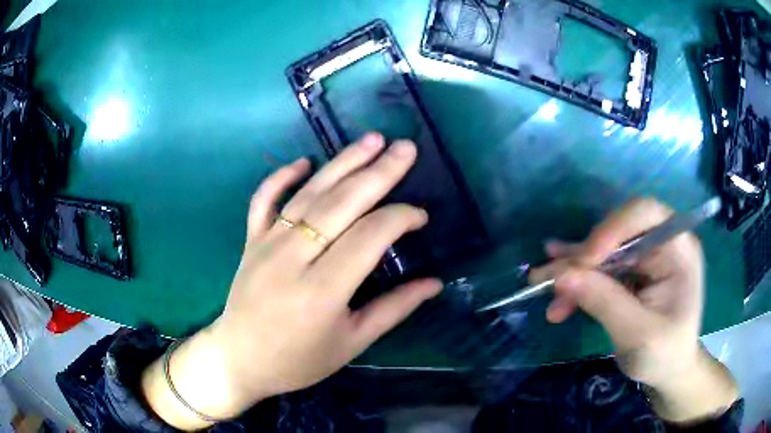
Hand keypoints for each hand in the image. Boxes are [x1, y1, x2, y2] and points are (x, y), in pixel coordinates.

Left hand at [142, 134, 441, 429]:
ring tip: (371, 140)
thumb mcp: (351, 343)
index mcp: (322, 290)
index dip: (400, 218)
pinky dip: (281, 176)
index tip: (422, 217)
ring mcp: (267, 244)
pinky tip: (304, 161)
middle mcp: (293, 258)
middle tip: (406, 148)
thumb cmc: (298, 360)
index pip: (369, 236)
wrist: (240, 359)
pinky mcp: (250, 240)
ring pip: (309, 194)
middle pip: (341, 204)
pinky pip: (264, 200)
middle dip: (379, 173)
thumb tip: (434, 284)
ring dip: (342, 163)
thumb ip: (393, 309)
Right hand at [530, 198, 737, 421]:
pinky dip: (577, 281)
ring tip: (541, 285)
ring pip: (602, 251)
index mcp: (678, 248)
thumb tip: (561, 275)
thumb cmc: (664, 354)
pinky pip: (599, 269)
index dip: (612, 228)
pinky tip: (556, 288)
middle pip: (616, 232)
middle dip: (583, 256)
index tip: (584, 261)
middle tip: (548, 279)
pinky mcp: (631, 272)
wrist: (668, 371)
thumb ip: (604, 302)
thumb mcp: (637, 334)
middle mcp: (661, 243)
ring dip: (573, 270)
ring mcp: (645, 257)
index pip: (644, 214)